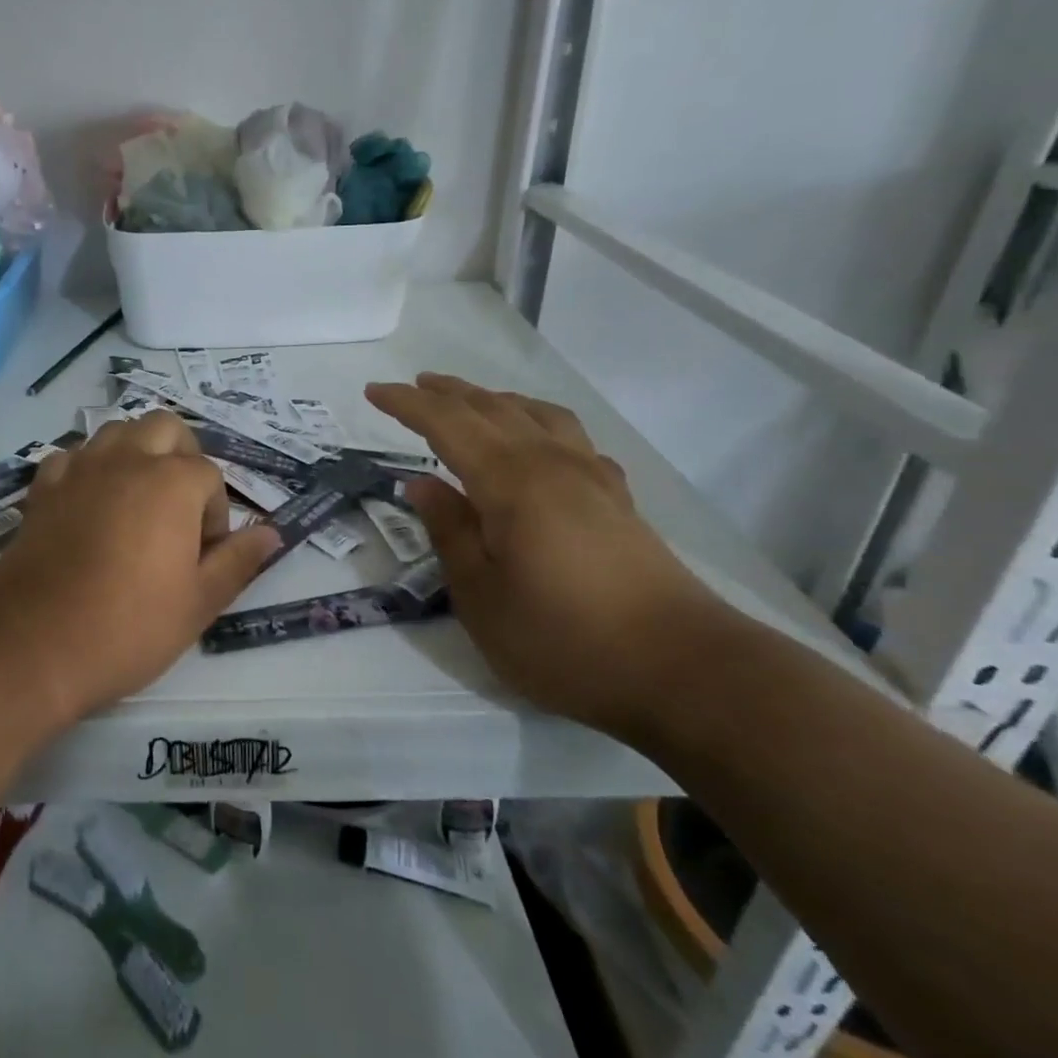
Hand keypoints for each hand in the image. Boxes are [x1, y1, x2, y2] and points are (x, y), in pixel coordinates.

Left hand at [0, 412, 280, 726]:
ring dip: (136, 453)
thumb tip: (271, 534)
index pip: (209, 475)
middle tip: (178, 509)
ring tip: (137, 503)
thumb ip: (238, 561)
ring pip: (117, 431)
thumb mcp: (199, 602)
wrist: (34, 645)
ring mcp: (80, 469)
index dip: (214, 514)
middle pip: (165, 428)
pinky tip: (89, 506)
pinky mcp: (43, 488)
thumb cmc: (128, 627)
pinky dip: (89, 469)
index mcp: (172, 482)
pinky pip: (74, 456)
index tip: (201, 555)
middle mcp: (126, 460)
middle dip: (181, 457)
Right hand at [365, 373, 721, 737]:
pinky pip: (570, 438)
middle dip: (447, 393)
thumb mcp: (481, 596)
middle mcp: (551, 464)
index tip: (373, 391)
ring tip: (471, 402)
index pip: (448, 424)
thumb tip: (421, 483)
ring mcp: (592, 478)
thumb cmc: (564, 639)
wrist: (683, 671)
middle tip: (412, 385)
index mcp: (511, 482)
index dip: (407, 404)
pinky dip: (539, 423)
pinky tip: (539, 443)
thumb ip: (449, 531)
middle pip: (492, 408)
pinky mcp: (618, 500)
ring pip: (536, 414)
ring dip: (495, 400)